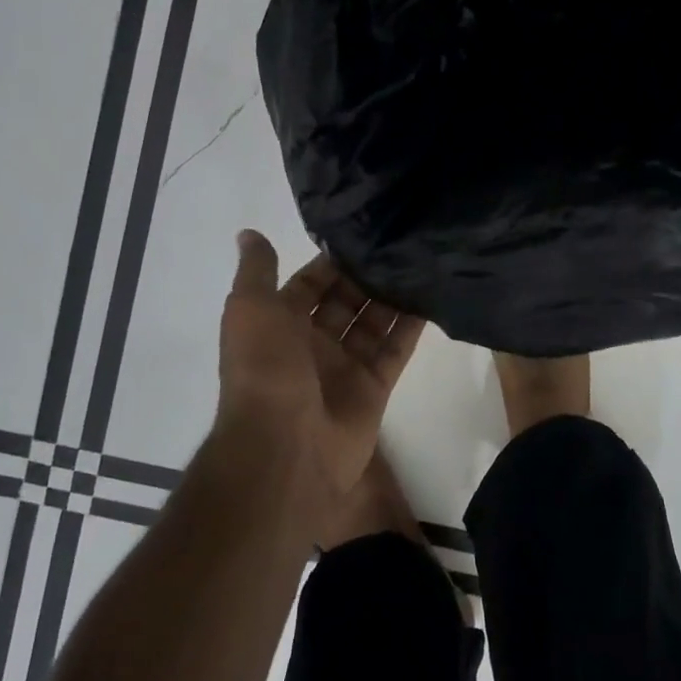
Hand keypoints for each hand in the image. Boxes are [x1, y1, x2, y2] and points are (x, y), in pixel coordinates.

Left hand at [216, 230, 425, 496]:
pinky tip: (432, 296)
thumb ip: (256, 271)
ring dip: (392, 296)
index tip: (364, 234)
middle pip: (345, 301)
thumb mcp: (249, 310)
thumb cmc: (264, 370)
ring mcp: (345, 367)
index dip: (331, 262)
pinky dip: (411, 326)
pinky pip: (395, 350)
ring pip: (373, 323)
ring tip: (421, 262)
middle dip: (367, 276)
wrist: (285, 447)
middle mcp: (312, 343)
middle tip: (401, 244)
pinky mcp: (374, 388)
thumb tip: (248, 233)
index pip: (310, 284)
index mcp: (279, 324)